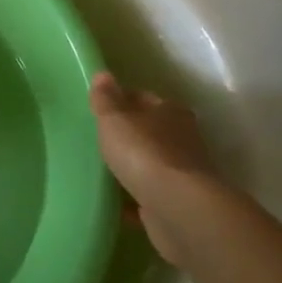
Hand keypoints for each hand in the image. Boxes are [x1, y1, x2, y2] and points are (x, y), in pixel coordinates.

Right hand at [90, 73, 214, 266]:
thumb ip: (106, 99)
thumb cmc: (144, 152)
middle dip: (129, 135)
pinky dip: (134, 199)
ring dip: (133, 167)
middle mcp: (182, 139)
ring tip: (103, 169)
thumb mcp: (115, 119)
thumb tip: (102, 74)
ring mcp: (182, 174)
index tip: (101, 107)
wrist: (177, 209)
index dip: (123, 99)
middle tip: (99, 138)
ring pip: (151, 164)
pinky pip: (148, 197)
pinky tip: (114, 203)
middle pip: (150, 131)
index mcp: (170, 112)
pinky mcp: (177, 204)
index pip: (144, 98)